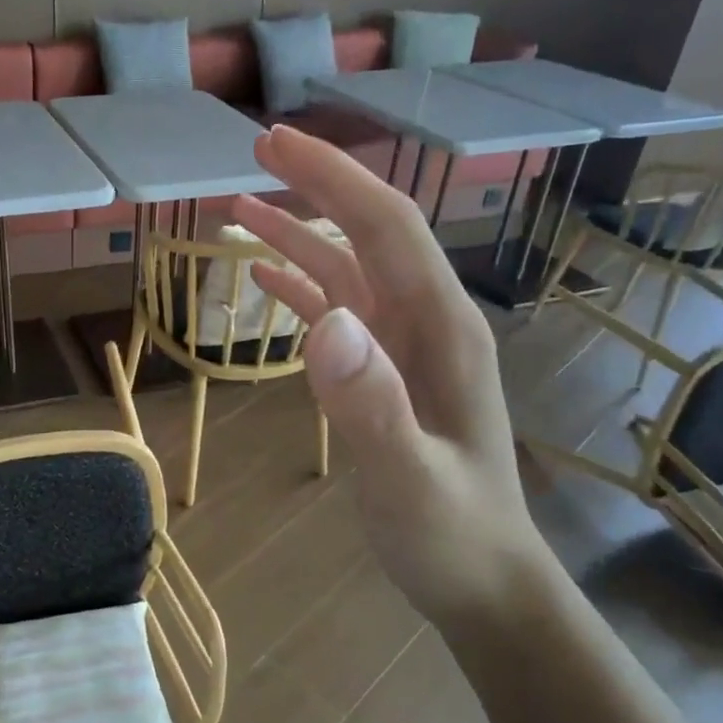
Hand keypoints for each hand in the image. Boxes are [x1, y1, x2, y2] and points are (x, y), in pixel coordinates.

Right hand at [234, 128, 557, 629]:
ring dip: (298, 233)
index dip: (333, 177)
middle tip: (256, 150)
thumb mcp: (409, 480)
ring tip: (240, 206)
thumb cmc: (451, 533)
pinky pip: (338, 312)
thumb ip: (370, 405)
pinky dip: (300, 286)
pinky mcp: (382, 372)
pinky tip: (265, 277)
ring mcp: (403, 346)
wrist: (481, 579)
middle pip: (368, 233)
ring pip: (347, 269)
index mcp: (441, 328)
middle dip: (317, 185)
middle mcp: (425, 321)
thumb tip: (325, 323)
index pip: (386, 227)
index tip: (276, 142)